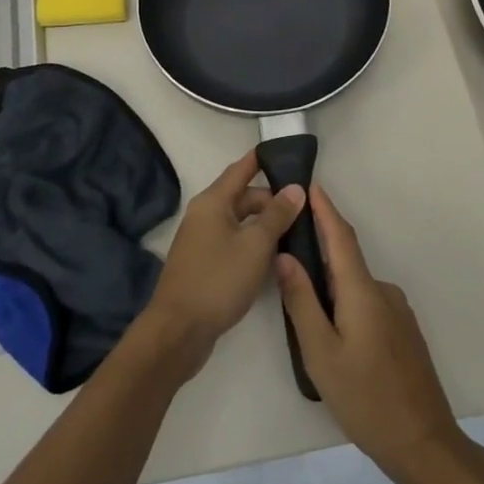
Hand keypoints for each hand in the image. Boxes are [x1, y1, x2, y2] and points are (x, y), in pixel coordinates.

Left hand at [143, 151, 304, 367]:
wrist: (178, 330)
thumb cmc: (218, 279)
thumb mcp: (255, 245)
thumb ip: (277, 215)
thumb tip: (295, 188)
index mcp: (213, 202)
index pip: (241, 169)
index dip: (262, 159)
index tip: (286, 152)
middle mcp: (204, 215)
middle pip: (242, 198)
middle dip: (271, 200)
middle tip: (304, 209)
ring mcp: (201, 241)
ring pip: (239, 223)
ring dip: (264, 225)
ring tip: (297, 233)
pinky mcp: (203, 265)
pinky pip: (233, 243)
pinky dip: (253, 245)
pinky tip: (274, 259)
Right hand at [275, 184, 462, 483]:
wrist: (424, 442)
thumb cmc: (365, 398)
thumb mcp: (321, 353)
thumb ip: (301, 302)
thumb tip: (285, 257)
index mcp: (362, 291)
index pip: (340, 237)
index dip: (325, 209)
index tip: (310, 185)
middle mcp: (383, 292)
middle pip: (346, 261)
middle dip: (318, 252)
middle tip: (286, 258)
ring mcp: (398, 312)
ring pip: (355, 288)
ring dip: (331, 288)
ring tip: (303, 312)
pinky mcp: (404, 331)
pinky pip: (368, 304)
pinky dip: (347, 305)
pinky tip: (333, 335)